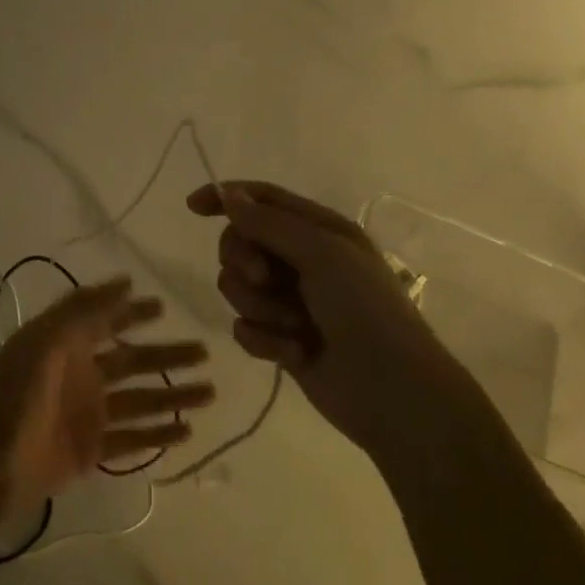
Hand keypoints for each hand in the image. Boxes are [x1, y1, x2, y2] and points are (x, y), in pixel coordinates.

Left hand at [0, 277, 213, 528]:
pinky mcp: (90, 452)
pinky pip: (132, 440)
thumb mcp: (45, 342)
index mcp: (66, 347)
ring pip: (140, 401)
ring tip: (209, 392)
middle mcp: (80, 377)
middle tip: (205, 352)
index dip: (133, 313)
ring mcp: (87, 416)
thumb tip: (126, 281)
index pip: (107, 322)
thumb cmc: (13, 397)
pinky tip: (186, 431)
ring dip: (173, 396)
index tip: (164, 306)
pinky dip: (158, 435)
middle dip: (167, 356)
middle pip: (133, 362)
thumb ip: (84, 311)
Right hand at [187, 182, 479, 452]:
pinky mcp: (279, 338)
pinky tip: (292, 353)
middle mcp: (302, 260)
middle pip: (240, 243)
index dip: (226, 197)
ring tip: (293, 326)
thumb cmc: (364, 310)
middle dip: (244, 262)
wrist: (391, 390)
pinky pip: (243, 327)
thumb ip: (269, 223)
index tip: (193, 207)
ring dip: (259, 307)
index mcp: (319, 230)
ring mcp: (289, 301)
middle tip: (265, 279)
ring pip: (236, 288)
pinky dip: (263, 339)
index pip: (262, 199)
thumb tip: (228, 194)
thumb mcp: (321, 254)